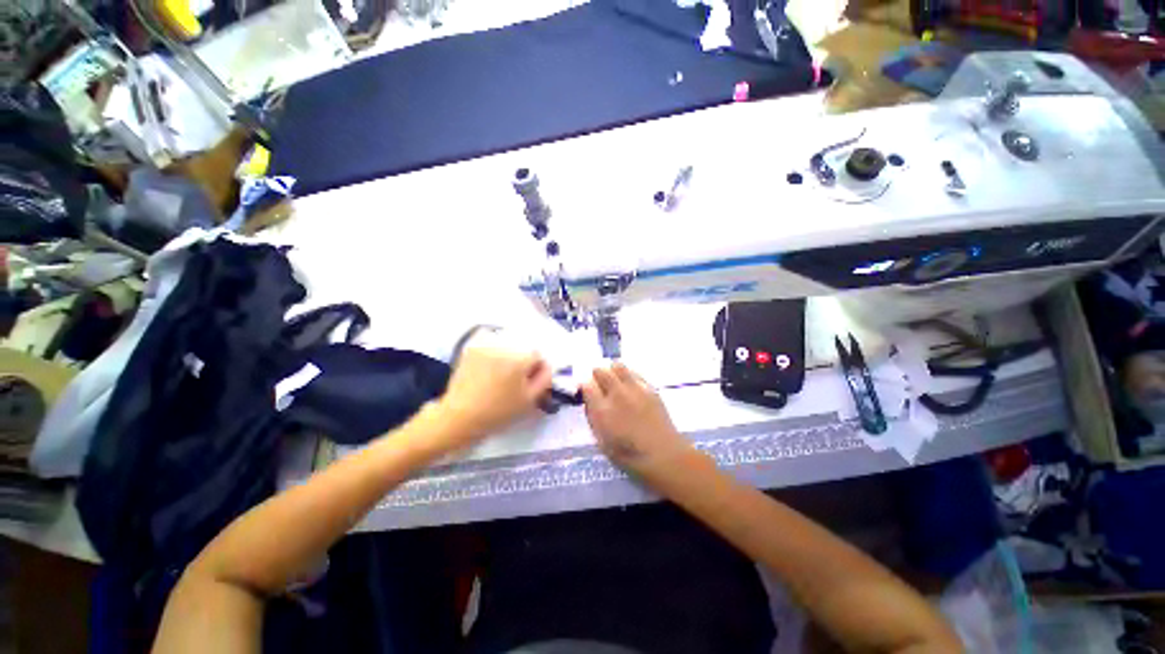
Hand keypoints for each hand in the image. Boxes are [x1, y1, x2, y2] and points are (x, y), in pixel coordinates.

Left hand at [437, 332, 551, 446]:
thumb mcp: (530, 400)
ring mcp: (486, 345)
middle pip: (522, 348)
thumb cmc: (498, 412)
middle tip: (514, 381)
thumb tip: (547, 366)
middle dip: (523, 361)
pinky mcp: (472, 347)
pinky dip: (493, 353)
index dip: (536, 370)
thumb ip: (545, 379)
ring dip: (508, 356)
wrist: (460, 416)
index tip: (529, 383)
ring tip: (500, 376)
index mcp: (520, 358)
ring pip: (507, 345)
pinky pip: (491, 344)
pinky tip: (488, 369)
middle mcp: (504, 346)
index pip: (538, 355)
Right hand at [581, 363, 694, 477]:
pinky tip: (630, 388)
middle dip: (596, 376)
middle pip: (600, 370)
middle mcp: (617, 395)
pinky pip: (634, 373)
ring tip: (614, 382)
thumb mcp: (602, 441)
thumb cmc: (629, 455)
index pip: (586, 385)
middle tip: (599, 386)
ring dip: (612, 371)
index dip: (584, 387)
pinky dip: (628, 376)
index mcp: (603, 411)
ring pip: (618, 366)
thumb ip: (593, 417)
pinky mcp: (650, 388)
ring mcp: (635, 389)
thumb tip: (589, 401)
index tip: (586, 392)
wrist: (663, 455)